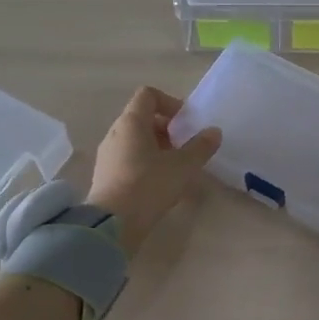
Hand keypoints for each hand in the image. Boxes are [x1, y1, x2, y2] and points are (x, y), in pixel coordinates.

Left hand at [88, 87, 221, 255]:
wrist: (112, 224)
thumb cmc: (149, 186)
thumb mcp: (183, 166)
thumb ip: (200, 147)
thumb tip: (214, 131)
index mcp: (132, 122)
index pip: (148, 95)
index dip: (170, 102)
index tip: (185, 122)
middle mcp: (115, 132)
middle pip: (141, 117)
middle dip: (166, 128)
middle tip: (183, 146)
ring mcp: (107, 154)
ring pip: (134, 139)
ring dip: (156, 146)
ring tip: (174, 166)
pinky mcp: (104, 175)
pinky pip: (127, 157)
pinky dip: (144, 161)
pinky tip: (157, 182)